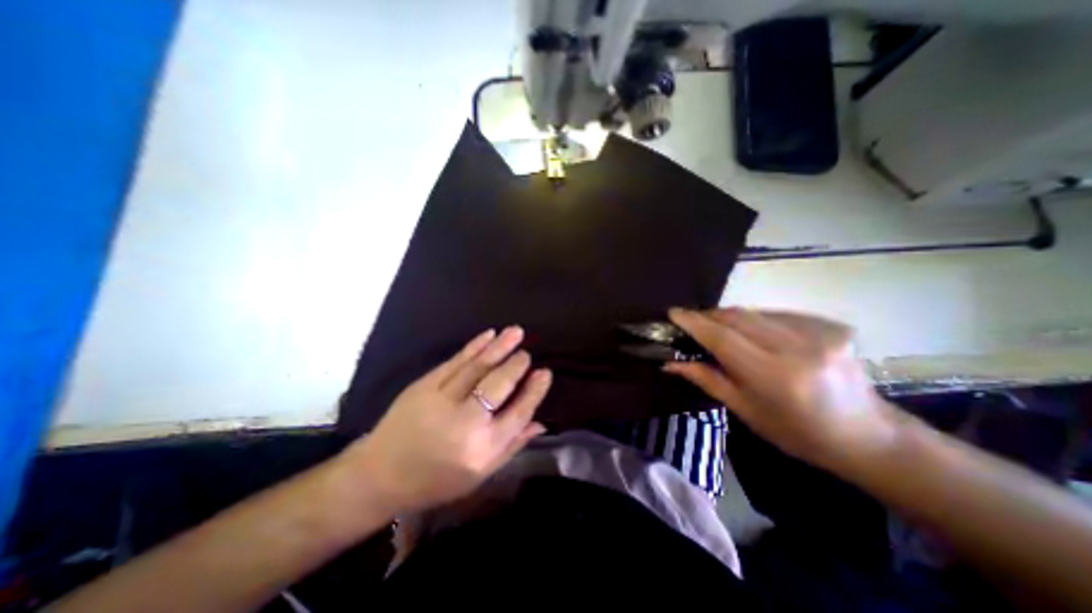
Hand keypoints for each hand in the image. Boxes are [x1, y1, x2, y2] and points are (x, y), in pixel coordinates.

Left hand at [342, 327, 550, 514]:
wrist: (379, 475)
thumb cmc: (436, 480)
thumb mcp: (480, 476)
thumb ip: (512, 446)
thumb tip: (540, 422)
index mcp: (481, 450)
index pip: (518, 414)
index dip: (534, 392)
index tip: (545, 373)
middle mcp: (464, 423)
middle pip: (498, 386)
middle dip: (516, 366)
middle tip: (527, 354)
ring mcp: (441, 401)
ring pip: (477, 367)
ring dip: (499, 347)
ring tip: (516, 332)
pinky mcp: (423, 386)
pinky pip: (455, 361)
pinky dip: (474, 346)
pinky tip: (488, 335)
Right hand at [666, 306, 903, 468]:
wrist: (869, 435)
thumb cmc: (797, 432)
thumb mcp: (745, 410)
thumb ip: (706, 379)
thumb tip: (670, 363)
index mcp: (773, 375)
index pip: (722, 337)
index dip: (694, 322)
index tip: (673, 312)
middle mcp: (797, 347)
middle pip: (737, 317)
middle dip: (708, 316)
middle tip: (691, 322)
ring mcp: (818, 333)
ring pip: (755, 312)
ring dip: (730, 318)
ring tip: (719, 329)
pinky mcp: (830, 325)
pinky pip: (777, 314)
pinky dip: (756, 321)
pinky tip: (754, 334)